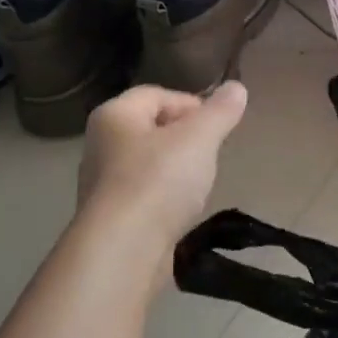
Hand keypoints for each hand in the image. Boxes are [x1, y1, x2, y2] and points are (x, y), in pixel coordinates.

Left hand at [77, 83, 248, 244]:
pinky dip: (164, 198)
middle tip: (211, 153)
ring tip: (200, 184)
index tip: (218, 126)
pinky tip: (181, 212)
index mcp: (114, 115)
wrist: (123, 249)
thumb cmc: (159, 181)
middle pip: (150, 129)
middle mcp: (100, 144)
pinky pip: (143, 196)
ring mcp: (101, 184)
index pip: (157, 94)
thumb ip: (220, 112)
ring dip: (175, 170)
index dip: (192, 104)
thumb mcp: (199, 139)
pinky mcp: (110, 218)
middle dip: (185, 138)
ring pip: (147, 164)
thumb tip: (237, 87)